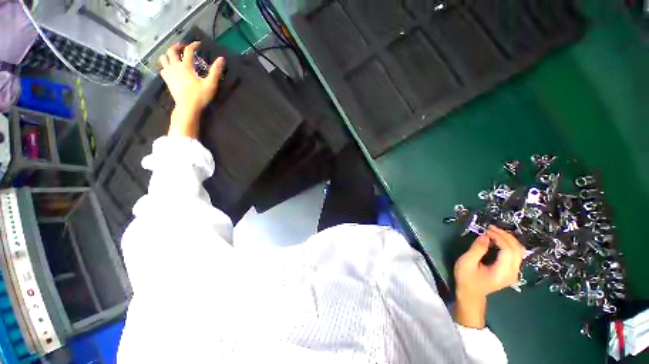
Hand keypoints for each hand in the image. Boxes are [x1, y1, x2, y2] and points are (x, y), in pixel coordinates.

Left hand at [159, 42, 225, 137]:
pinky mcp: (167, 81)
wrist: (187, 108)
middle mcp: (175, 67)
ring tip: (175, 56)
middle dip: (177, 46)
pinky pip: (162, 69)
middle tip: (183, 47)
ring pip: (163, 58)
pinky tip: (171, 68)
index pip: (188, 51)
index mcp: (186, 66)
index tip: (198, 44)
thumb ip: (216, 71)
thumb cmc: (200, 96)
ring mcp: (169, 74)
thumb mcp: (211, 84)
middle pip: (171, 51)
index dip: (193, 45)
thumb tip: (221, 59)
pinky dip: (166, 66)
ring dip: (169, 55)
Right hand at [453, 226, 524, 327]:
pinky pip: (515, 254)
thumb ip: (477, 249)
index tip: (487, 230)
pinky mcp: (511, 270)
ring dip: (508, 239)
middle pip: (517, 250)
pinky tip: (497, 239)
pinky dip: (508, 244)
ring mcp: (514, 272)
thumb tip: (485, 236)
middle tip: (491, 228)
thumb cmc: (466, 278)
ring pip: (518, 251)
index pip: (508, 251)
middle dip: (505, 236)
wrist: (471, 294)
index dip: (500, 238)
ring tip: (494, 231)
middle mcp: (513, 272)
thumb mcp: (467, 262)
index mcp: (502, 272)